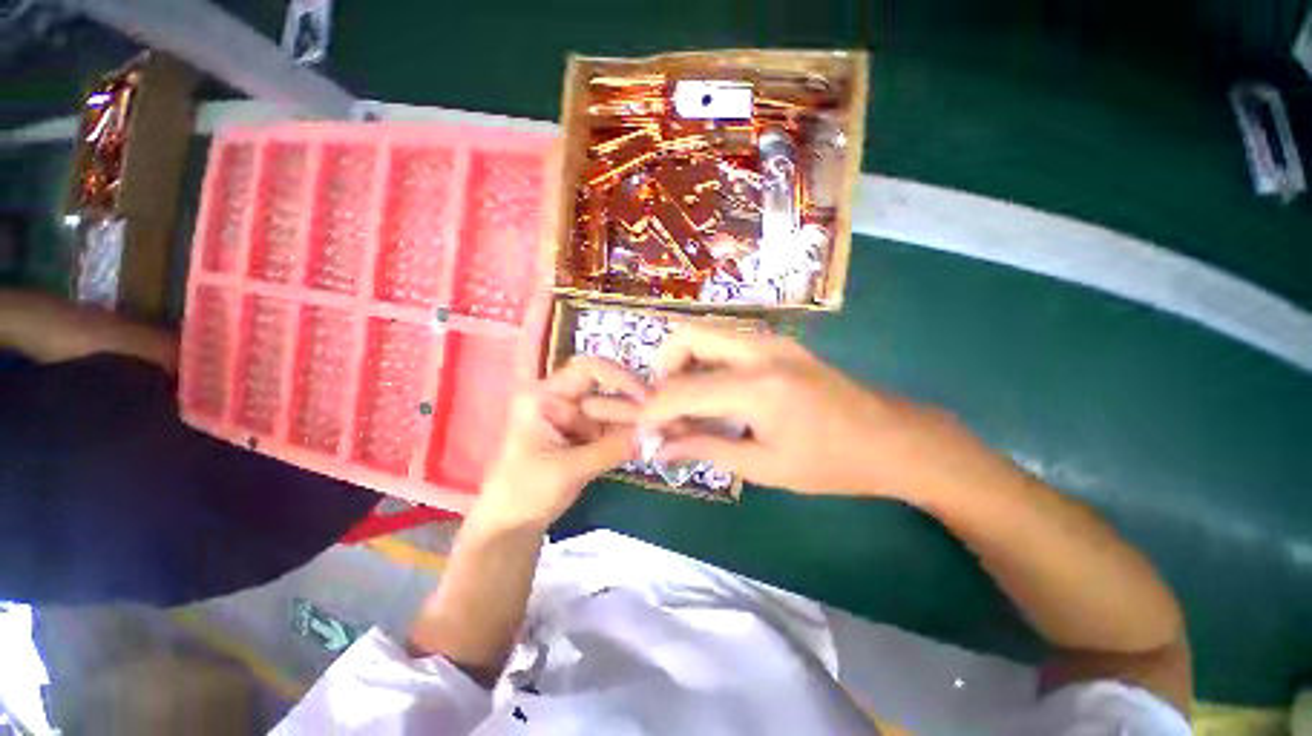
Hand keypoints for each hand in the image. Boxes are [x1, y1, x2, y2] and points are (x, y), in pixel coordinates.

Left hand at [475, 356, 646, 529]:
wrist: (510, 528)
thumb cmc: (524, 493)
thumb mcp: (567, 470)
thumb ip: (611, 449)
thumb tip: (653, 432)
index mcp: (545, 396)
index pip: (587, 369)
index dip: (619, 378)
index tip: (646, 398)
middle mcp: (562, 400)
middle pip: (605, 389)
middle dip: (633, 404)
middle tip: (661, 420)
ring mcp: (575, 418)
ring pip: (613, 409)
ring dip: (635, 421)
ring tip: (660, 432)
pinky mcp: (584, 437)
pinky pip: (613, 428)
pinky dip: (629, 435)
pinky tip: (648, 441)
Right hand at [592, 327, 972, 496]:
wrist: (892, 438)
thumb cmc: (831, 463)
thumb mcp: (764, 466)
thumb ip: (706, 448)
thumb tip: (662, 447)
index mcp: (758, 387)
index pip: (683, 389)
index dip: (655, 409)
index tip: (643, 428)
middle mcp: (760, 350)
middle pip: (688, 335)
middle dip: (663, 367)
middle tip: (663, 403)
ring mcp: (771, 339)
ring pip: (706, 331)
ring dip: (683, 360)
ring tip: (684, 398)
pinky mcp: (778, 342)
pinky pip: (726, 339)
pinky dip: (705, 359)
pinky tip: (711, 389)